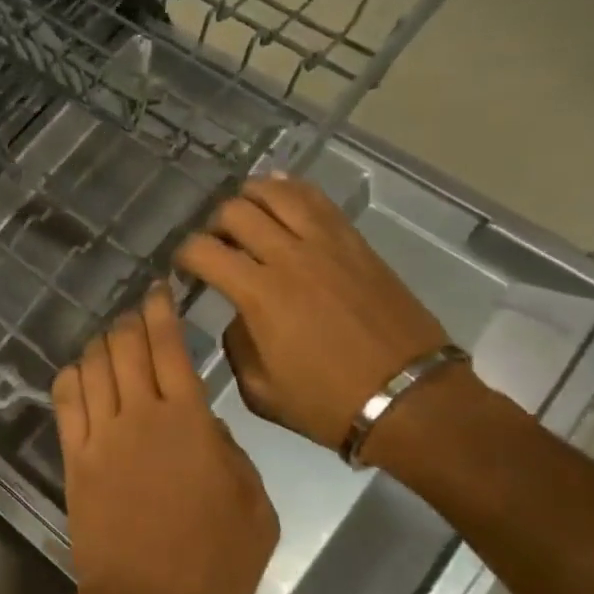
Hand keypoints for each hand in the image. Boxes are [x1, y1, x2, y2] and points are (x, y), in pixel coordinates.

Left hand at [53, 285, 277, 593]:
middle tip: (138, 314)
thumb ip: (232, 451)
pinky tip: (82, 371)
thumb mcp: (254, 504)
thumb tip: (204, 423)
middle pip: (126, 346)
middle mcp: (139, 415)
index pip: (169, 347)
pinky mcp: (74, 457)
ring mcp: (100, 435)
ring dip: (102, 343)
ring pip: (93, 365)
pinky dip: (73, 375)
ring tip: (113, 340)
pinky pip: (65, 400)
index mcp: (189, 421)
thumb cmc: (215, 562)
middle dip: (131, 320)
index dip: (161, 311)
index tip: (159, 291)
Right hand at [174, 175, 449, 452]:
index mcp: (260, 294)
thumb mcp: (261, 391)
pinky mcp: (356, 244)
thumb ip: (236, 345)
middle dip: (213, 225)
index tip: (182, 269)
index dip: (182, 255)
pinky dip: (291, 190)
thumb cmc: (329, 403)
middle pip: (235, 212)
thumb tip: (237, 316)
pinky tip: (278, 193)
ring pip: (277, 193)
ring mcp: (327, 245)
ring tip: (243, 212)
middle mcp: (290, 257)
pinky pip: (318, 201)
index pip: (203, 250)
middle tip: (215, 245)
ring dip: (250, 196)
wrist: (410, 400)